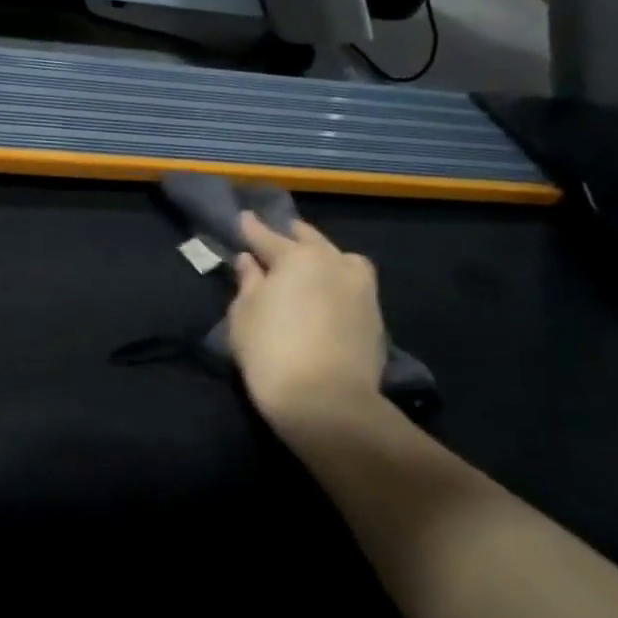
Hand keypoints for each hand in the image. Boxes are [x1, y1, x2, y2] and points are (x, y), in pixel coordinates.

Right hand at [228, 212, 387, 432]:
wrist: (327, 401)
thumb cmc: (271, 352)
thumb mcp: (244, 315)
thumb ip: (248, 283)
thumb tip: (249, 262)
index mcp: (297, 257)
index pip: (267, 236)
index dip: (251, 228)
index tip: (243, 216)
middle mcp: (334, 262)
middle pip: (310, 240)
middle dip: (291, 236)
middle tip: (278, 235)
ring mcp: (361, 288)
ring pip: (340, 259)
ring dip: (323, 256)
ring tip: (310, 264)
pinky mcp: (375, 315)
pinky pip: (353, 284)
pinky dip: (337, 281)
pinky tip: (327, 293)